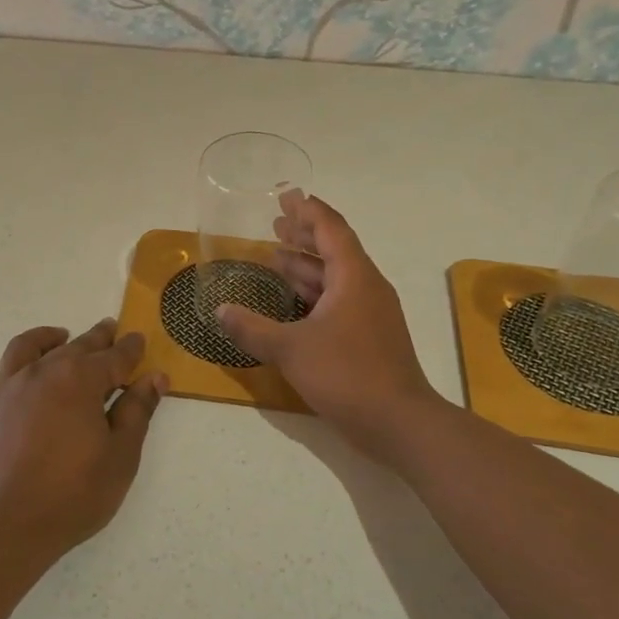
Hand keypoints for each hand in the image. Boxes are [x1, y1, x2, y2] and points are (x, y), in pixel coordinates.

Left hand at [0, 320, 167, 566]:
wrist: (2, 527)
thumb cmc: (72, 495)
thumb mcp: (120, 456)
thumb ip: (137, 412)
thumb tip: (154, 378)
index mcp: (79, 380)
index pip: (113, 357)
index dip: (129, 349)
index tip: (138, 339)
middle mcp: (41, 372)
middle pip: (74, 346)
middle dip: (96, 338)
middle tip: (110, 330)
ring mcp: (7, 388)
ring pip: (28, 348)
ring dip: (49, 338)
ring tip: (61, 336)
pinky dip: (13, 365)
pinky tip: (19, 373)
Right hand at [216, 194, 440, 460]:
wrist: (399, 422)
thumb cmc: (346, 374)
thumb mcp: (290, 349)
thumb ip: (252, 329)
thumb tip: (219, 311)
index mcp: (353, 277)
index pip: (330, 229)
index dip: (307, 210)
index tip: (287, 196)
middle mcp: (365, 287)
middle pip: (334, 248)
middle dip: (304, 234)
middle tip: (275, 223)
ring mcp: (370, 313)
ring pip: (335, 277)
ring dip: (306, 264)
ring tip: (275, 255)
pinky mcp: (368, 336)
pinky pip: (338, 300)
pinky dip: (313, 292)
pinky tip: (291, 301)